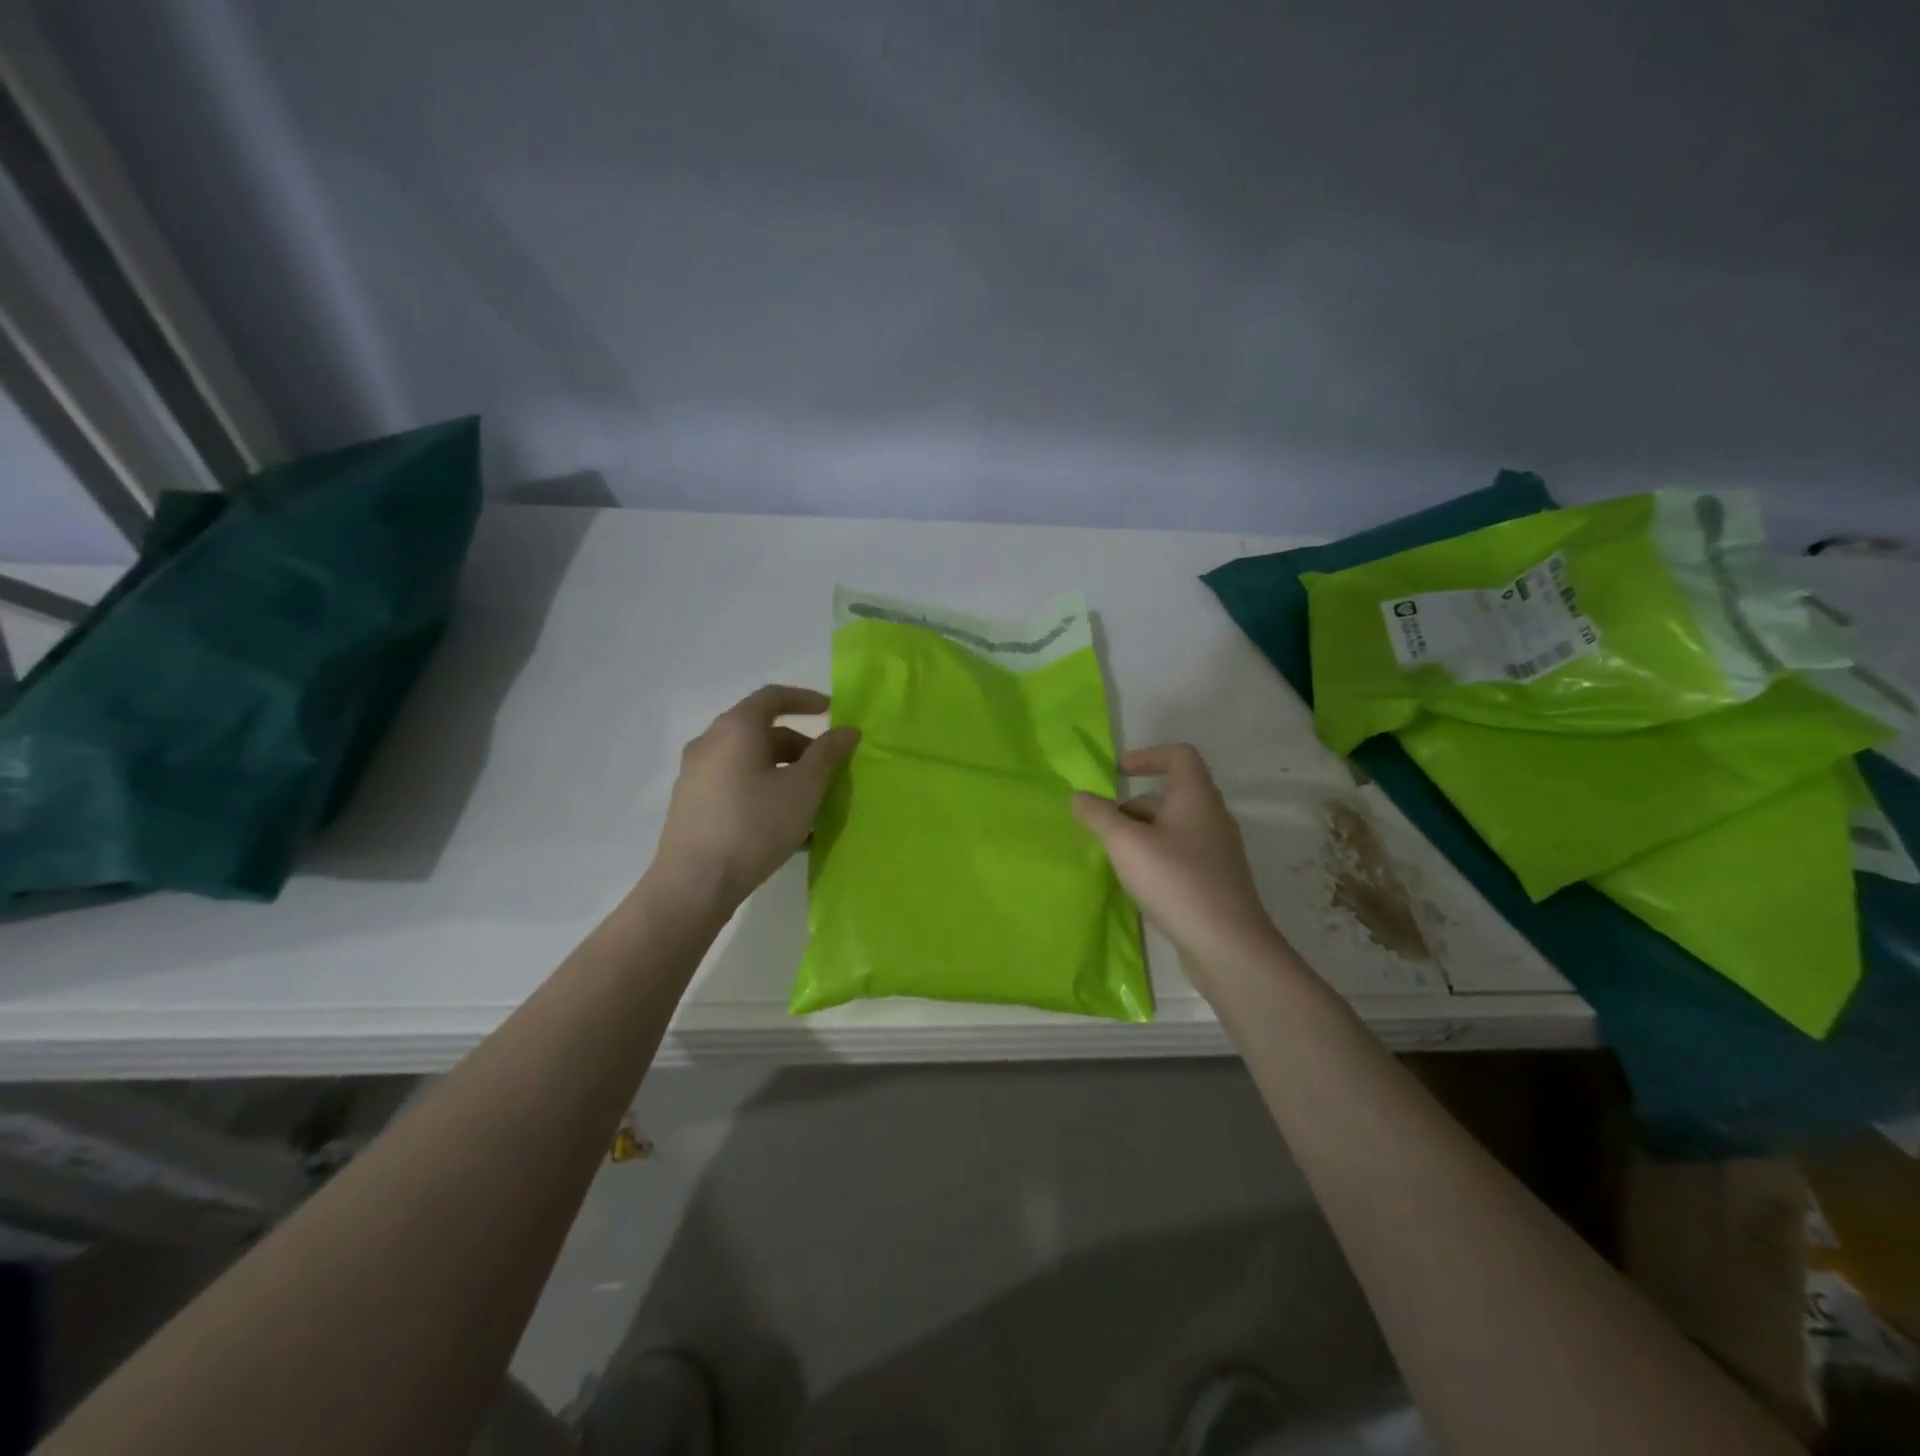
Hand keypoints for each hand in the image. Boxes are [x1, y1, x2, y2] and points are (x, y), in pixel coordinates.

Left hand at [655, 686, 859, 907]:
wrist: (694, 884)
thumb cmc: (754, 825)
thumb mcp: (803, 789)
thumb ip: (827, 754)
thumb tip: (846, 730)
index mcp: (735, 729)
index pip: (773, 696)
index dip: (805, 700)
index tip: (832, 712)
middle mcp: (709, 743)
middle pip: (761, 732)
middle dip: (800, 747)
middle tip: (829, 769)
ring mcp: (696, 776)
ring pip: (750, 763)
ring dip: (785, 775)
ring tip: (813, 806)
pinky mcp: (692, 806)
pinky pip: (737, 787)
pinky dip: (765, 794)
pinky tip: (789, 829)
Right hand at [1072, 744, 1288, 985]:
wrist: (1228, 946)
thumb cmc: (1176, 881)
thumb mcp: (1126, 844)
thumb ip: (1098, 815)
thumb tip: (1078, 796)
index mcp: (1196, 797)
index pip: (1180, 756)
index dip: (1148, 756)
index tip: (1117, 773)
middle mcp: (1212, 817)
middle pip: (1171, 795)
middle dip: (1133, 805)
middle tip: (1103, 826)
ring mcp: (1217, 852)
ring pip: (1174, 828)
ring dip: (1142, 833)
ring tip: (1114, 857)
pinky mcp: (1216, 881)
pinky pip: (1181, 854)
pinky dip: (1155, 857)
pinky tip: (1138, 882)